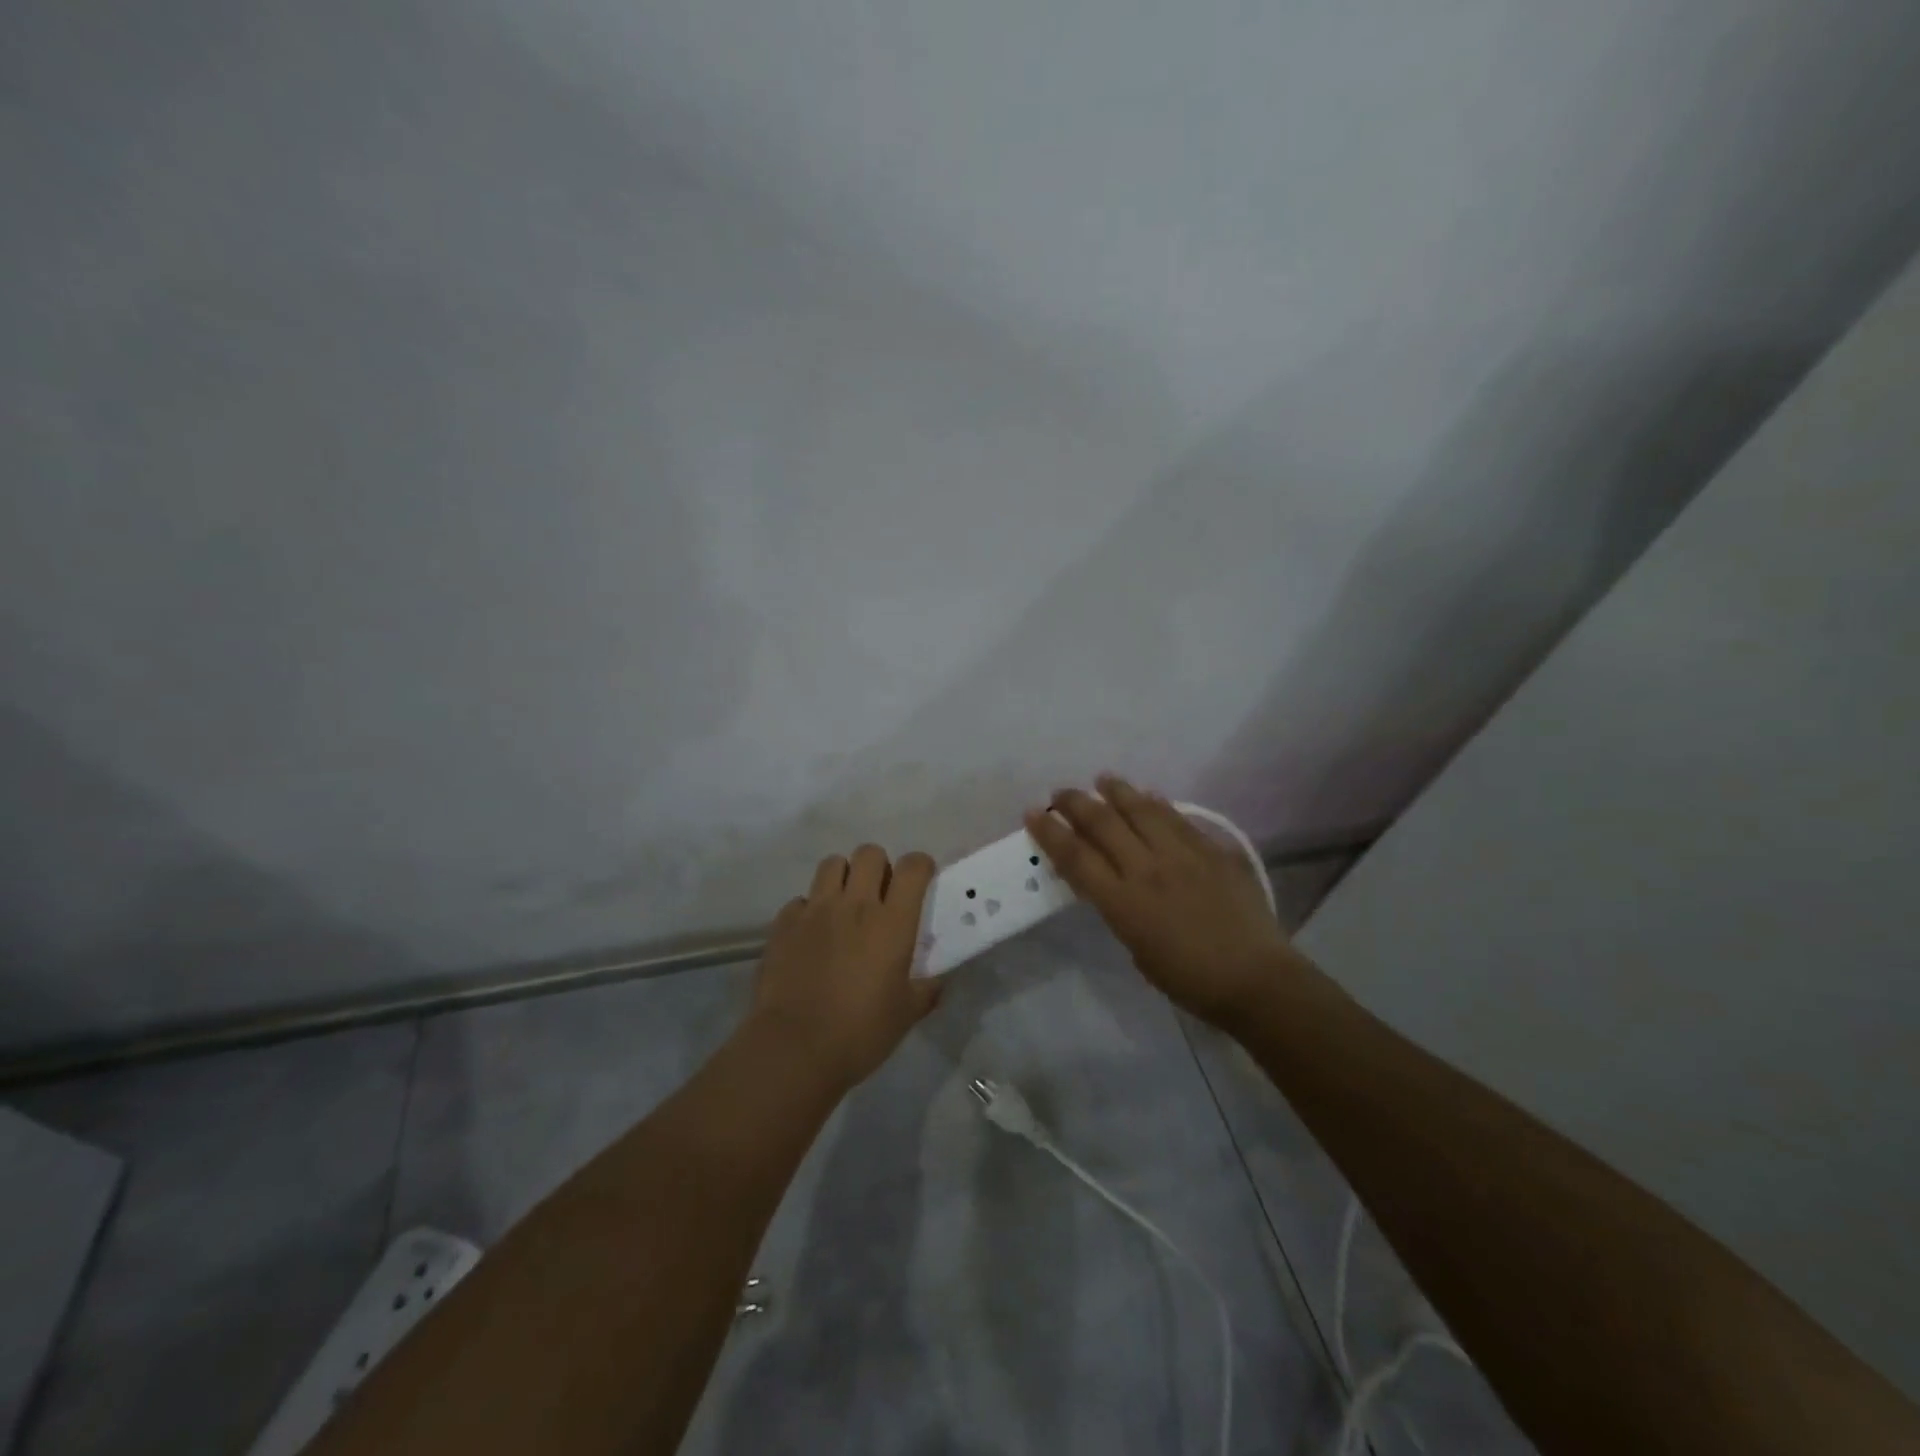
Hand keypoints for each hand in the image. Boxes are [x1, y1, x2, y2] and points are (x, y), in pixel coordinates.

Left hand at [747, 844, 942, 1091]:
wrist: (794, 1048)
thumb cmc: (860, 1032)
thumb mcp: (906, 1014)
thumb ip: (926, 990)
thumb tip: (938, 980)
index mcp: (892, 922)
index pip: (912, 867)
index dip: (921, 866)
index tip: (921, 881)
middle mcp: (854, 904)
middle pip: (869, 853)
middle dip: (879, 866)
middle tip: (880, 894)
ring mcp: (815, 910)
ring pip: (832, 864)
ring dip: (843, 877)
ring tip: (844, 905)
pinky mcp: (784, 924)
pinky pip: (800, 900)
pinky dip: (809, 909)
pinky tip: (811, 935)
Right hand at [1025, 775, 1301, 1027]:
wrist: (1255, 979)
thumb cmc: (1188, 980)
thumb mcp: (1136, 948)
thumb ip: (1119, 908)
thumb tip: (1113, 880)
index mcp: (1123, 901)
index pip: (1076, 856)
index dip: (1050, 832)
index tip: (1033, 812)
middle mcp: (1148, 869)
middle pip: (1103, 823)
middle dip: (1075, 803)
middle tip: (1061, 792)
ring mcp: (1183, 855)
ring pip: (1142, 810)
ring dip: (1117, 791)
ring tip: (1103, 780)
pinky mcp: (1213, 850)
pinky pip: (1178, 818)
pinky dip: (1158, 804)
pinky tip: (1150, 796)